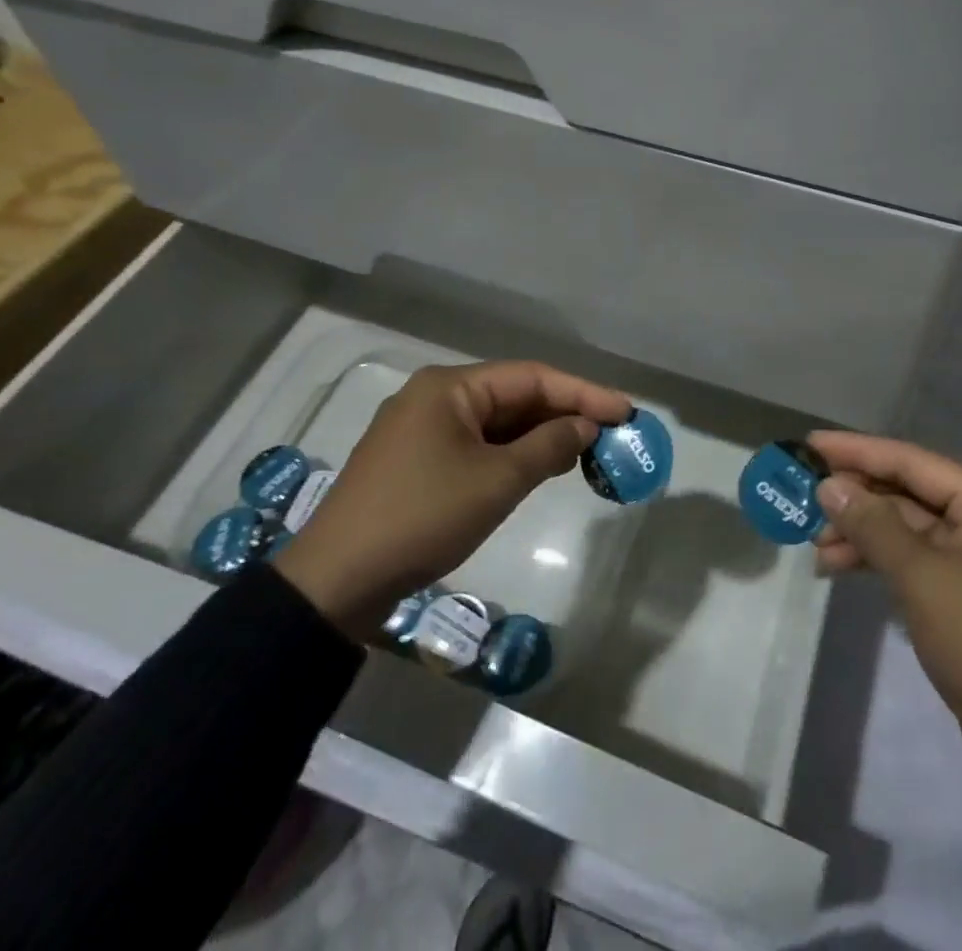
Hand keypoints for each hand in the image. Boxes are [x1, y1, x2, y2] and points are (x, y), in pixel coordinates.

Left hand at [274, 361, 630, 639]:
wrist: (336, 582)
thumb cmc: (423, 517)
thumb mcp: (497, 481)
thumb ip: (549, 446)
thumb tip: (585, 426)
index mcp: (451, 387)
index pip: (532, 377)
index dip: (584, 393)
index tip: (625, 411)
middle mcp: (435, 396)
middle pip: (514, 395)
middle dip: (563, 413)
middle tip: (609, 434)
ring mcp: (421, 429)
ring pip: (496, 422)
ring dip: (539, 435)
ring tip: (583, 453)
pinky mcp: (415, 461)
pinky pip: (476, 444)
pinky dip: (511, 453)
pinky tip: (538, 468)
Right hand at [809, 432, 961, 794]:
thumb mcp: (921, 577)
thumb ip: (872, 524)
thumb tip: (829, 485)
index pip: (912, 461)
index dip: (857, 451)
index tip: (811, 444)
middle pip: (909, 492)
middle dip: (856, 498)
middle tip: (805, 498)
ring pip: (908, 526)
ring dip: (862, 532)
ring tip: (815, 545)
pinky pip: (915, 556)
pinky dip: (880, 558)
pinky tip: (839, 566)